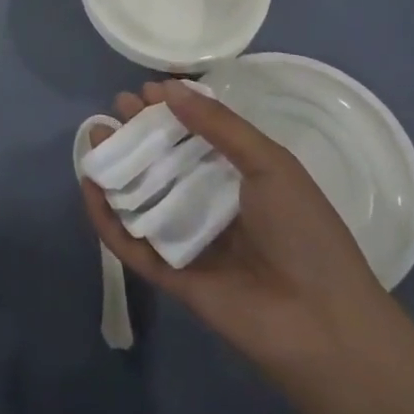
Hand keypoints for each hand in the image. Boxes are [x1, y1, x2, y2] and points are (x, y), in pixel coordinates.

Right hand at [81, 78, 391, 381]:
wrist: (323, 325)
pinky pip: (131, 243)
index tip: (146, 90)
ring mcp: (187, 239)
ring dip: (116, 167)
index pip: (195, 136)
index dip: (171, 112)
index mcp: (238, 176)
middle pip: (163, 162)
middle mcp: (209, 203)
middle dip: (138, 133)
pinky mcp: (169, 274)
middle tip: (116, 109)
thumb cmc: (303, 232)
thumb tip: (168, 88)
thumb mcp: (270, 164)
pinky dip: (106, 217)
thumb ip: (219, 126)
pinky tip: (89, 187)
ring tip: (94, 137)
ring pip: (141, 198)